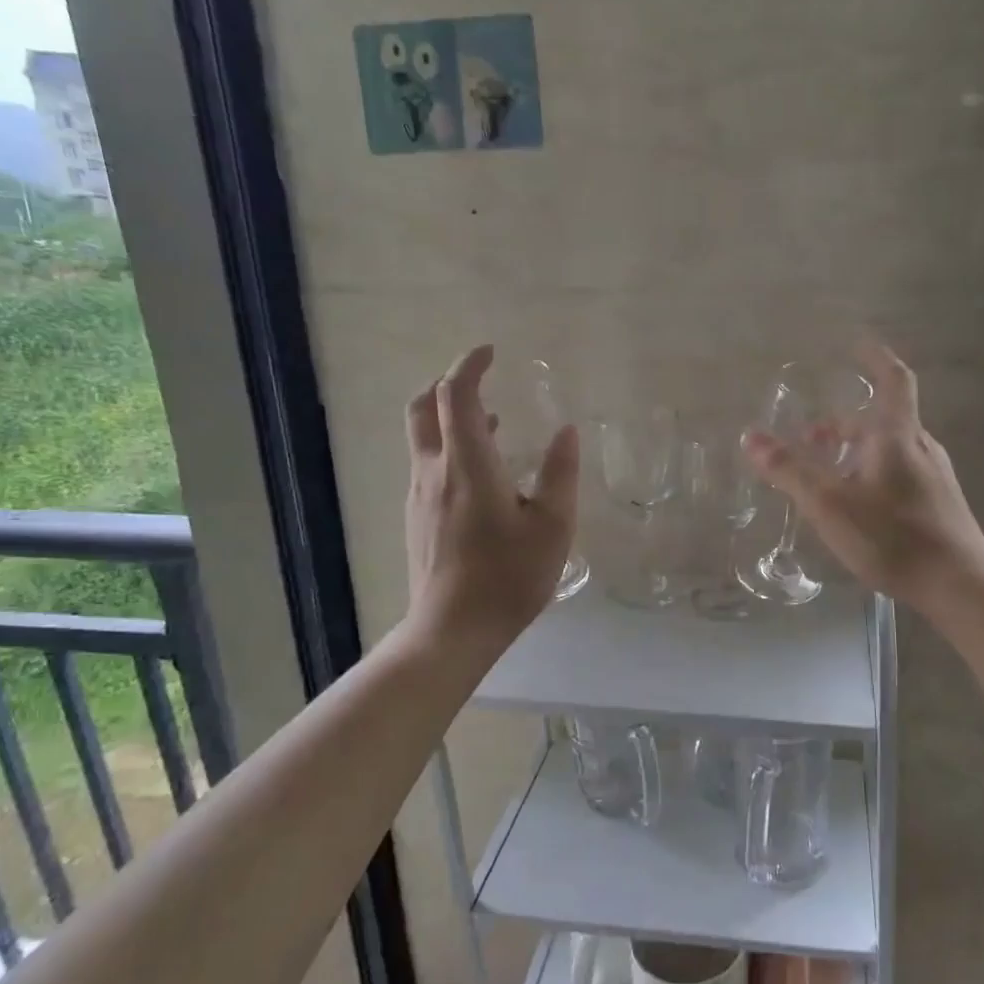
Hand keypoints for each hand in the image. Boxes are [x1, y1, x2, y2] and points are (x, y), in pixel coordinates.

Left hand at [403, 345, 577, 646]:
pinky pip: (427, 464)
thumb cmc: (509, 577)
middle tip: (480, 380)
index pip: (455, 395)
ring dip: (450, 418)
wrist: (451, 630)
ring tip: (491, 423)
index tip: (490, 352)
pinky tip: (482, 474)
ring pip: (423, 437)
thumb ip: (560, 474)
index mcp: (468, 465)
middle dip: (447, 384)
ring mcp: (419, 495)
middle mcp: (434, 471)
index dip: (469, 365)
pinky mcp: (416, 517)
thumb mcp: (553, 527)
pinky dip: (449, 448)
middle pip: (422, 408)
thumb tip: (567, 430)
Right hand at [742, 341, 983, 613]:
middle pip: (882, 420)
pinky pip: (898, 474)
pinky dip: (870, 473)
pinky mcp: (938, 505)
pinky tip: (856, 506)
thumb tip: (750, 436)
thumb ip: (789, 470)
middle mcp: (920, 448)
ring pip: (889, 450)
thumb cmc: (893, 536)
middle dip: (844, 422)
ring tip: (824, 474)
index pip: (893, 380)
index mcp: (897, 436)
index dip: (876, 357)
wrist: (960, 586)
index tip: (858, 342)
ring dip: (855, 451)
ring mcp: (934, 477)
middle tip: (810, 437)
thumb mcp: (830, 504)